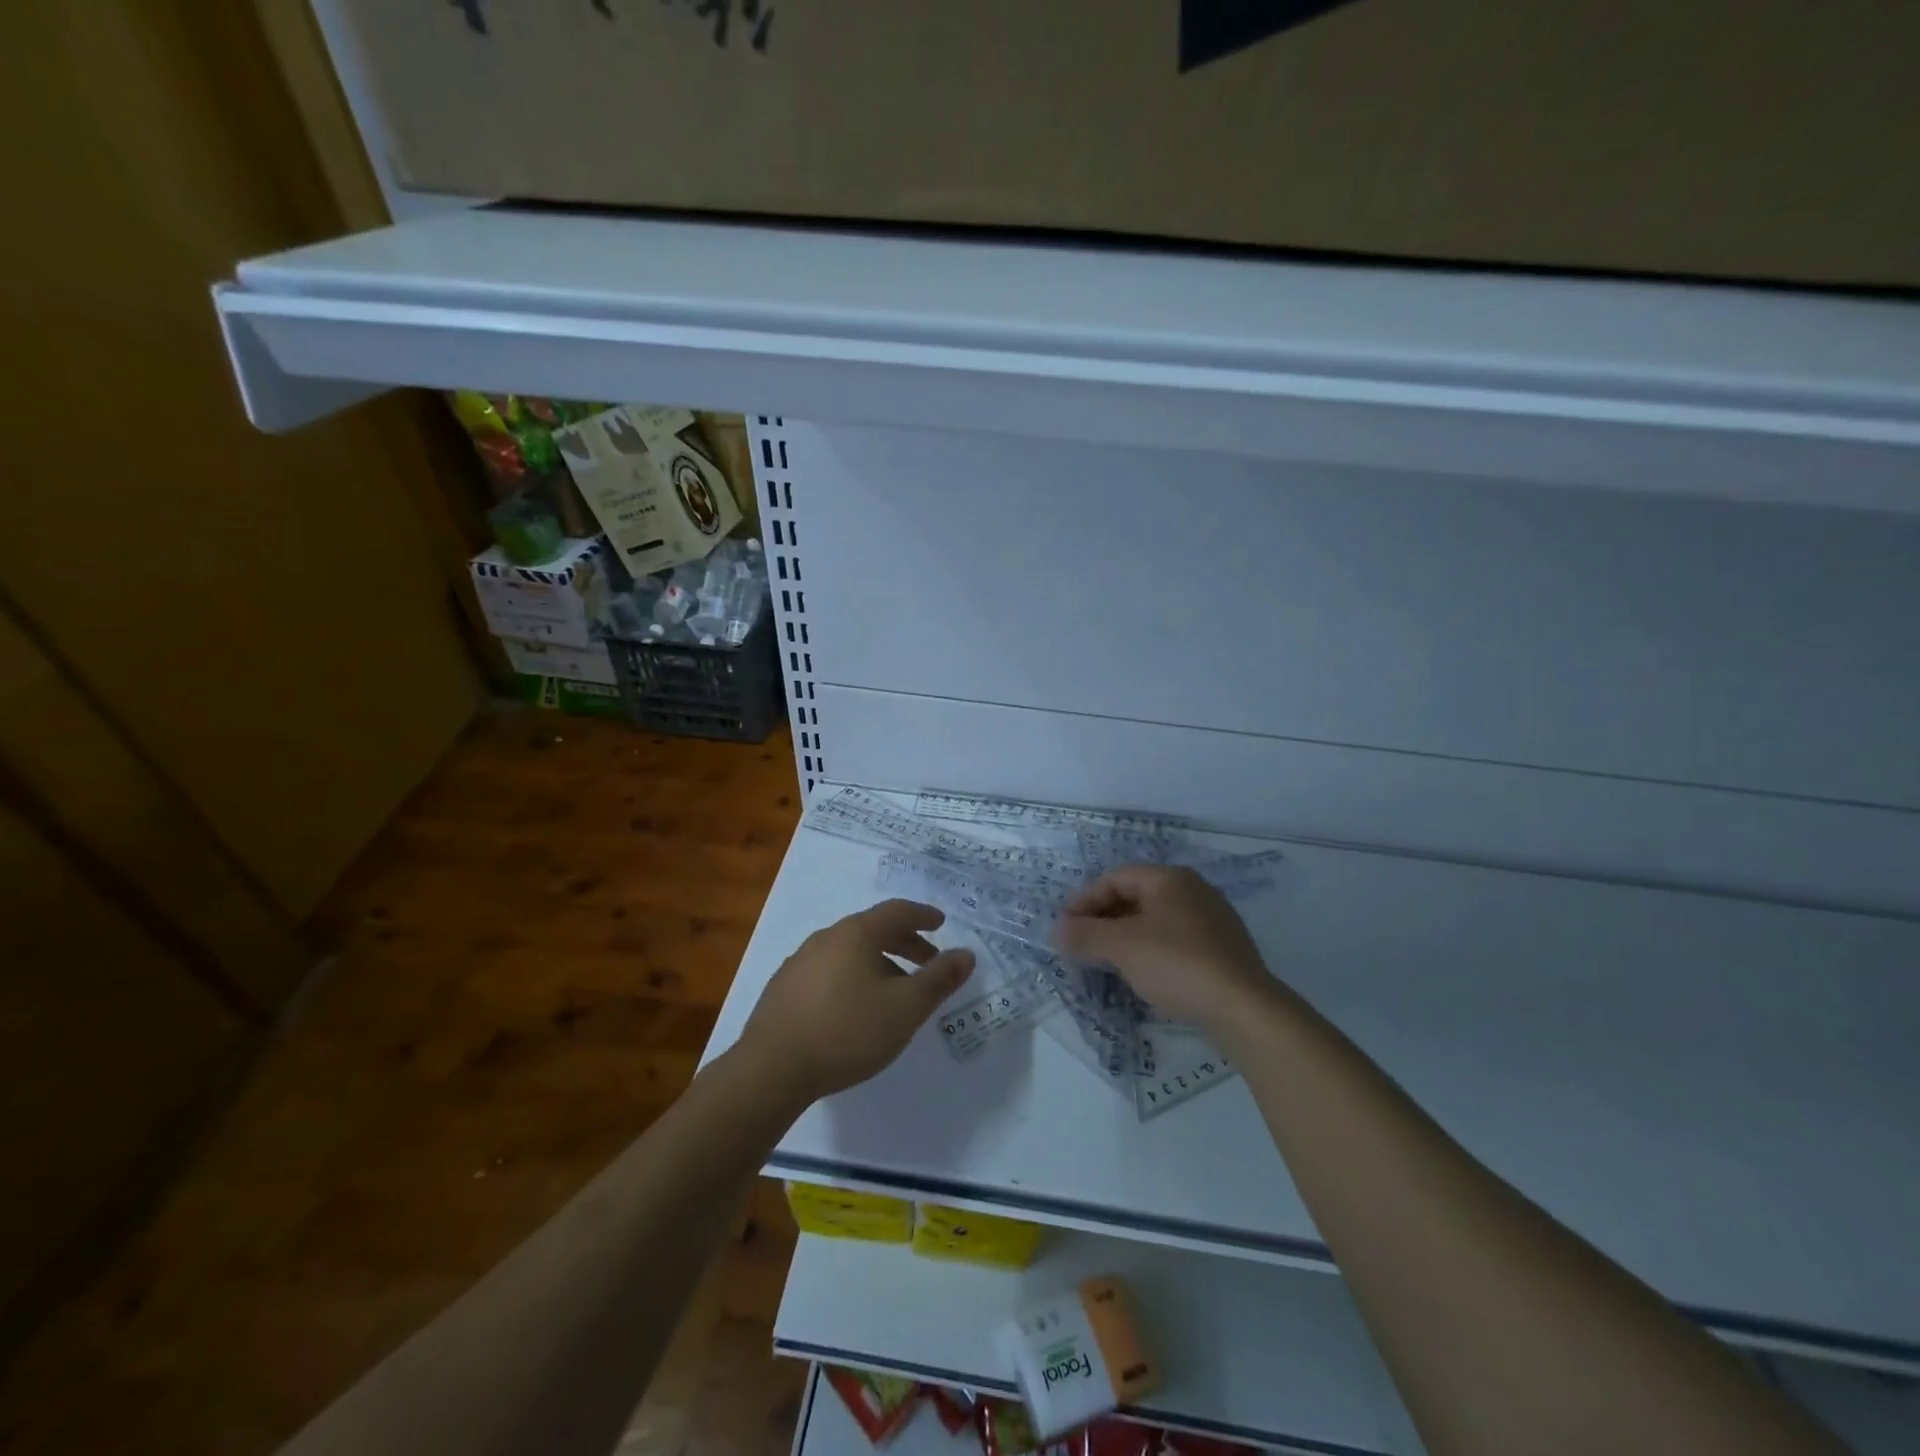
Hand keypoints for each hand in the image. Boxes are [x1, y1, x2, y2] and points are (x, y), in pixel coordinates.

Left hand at [737, 899, 974, 1107]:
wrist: (771, 1069)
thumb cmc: (848, 1031)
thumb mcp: (905, 1008)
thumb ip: (939, 979)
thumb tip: (966, 954)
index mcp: (856, 933)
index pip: (897, 911)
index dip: (923, 916)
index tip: (941, 923)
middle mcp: (826, 938)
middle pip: (873, 930)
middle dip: (905, 944)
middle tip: (928, 964)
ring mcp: (800, 962)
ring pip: (850, 952)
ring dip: (879, 964)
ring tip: (895, 993)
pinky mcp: (783, 989)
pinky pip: (829, 971)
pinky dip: (853, 978)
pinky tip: (855, 1009)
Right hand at [1053, 865, 1274, 1032]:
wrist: (1245, 1009)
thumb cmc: (1178, 965)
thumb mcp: (1122, 947)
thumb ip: (1084, 935)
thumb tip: (1057, 931)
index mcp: (1170, 879)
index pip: (1115, 878)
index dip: (1084, 901)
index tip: (1065, 929)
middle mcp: (1194, 891)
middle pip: (1135, 898)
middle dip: (1103, 921)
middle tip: (1081, 947)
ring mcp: (1212, 921)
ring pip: (1155, 922)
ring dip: (1124, 939)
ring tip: (1106, 964)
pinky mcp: (1223, 951)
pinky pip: (1175, 942)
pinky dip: (1150, 953)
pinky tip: (1142, 977)